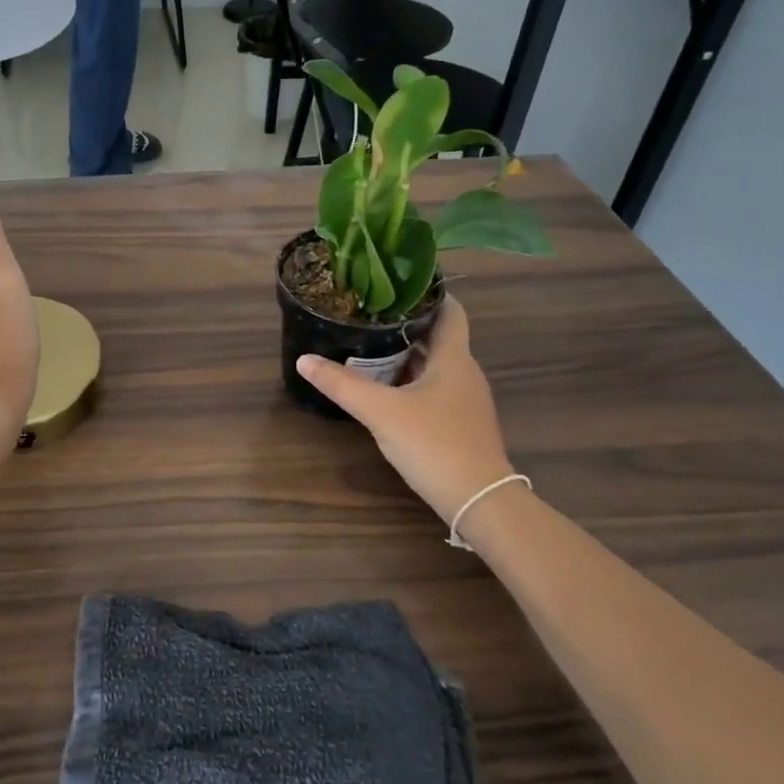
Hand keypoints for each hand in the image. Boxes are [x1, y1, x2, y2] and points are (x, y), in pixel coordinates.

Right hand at [296, 299, 514, 527]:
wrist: (478, 500)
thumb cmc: (434, 443)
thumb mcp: (380, 411)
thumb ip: (342, 384)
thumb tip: (304, 359)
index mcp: (454, 358)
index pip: (450, 311)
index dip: (430, 293)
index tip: (397, 282)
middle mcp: (465, 373)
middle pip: (438, 337)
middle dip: (406, 324)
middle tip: (369, 313)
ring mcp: (466, 400)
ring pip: (435, 365)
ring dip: (407, 355)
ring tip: (369, 346)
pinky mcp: (460, 423)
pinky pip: (435, 389)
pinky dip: (411, 381)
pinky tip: (386, 389)